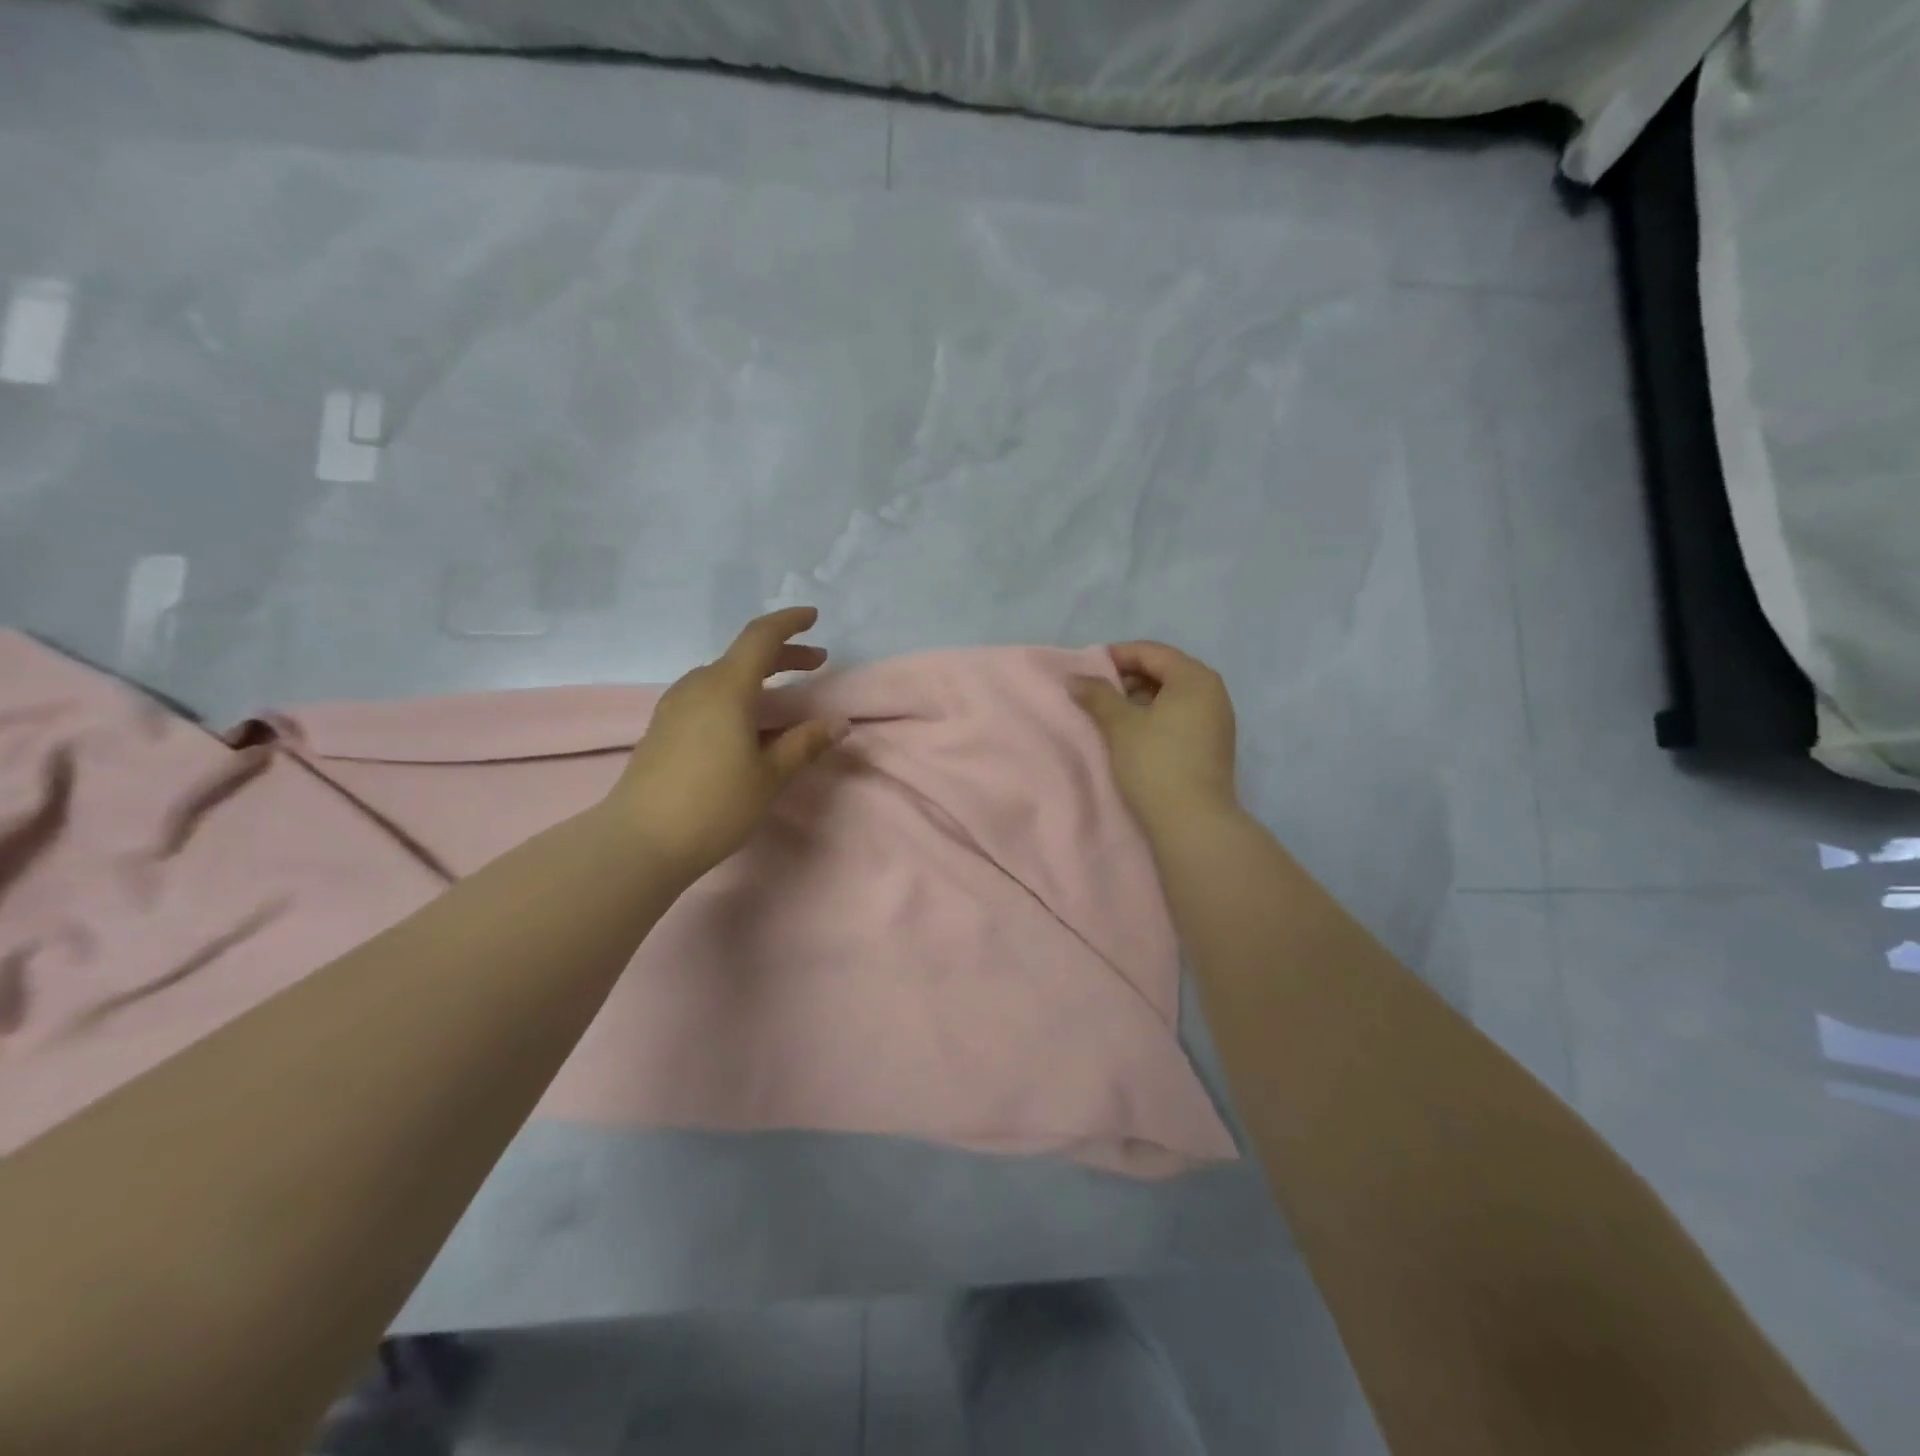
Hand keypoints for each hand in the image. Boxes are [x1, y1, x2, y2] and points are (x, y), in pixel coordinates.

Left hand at [604, 607, 844, 880]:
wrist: (640, 840)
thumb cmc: (715, 804)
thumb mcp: (770, 775)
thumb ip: (805, 744)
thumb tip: (839, 723)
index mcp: (726, 688)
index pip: (761, 637)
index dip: (789, 623)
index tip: (814, 617)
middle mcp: (697, 686)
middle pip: (744, 656)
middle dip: (783, 654)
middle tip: (817, 663)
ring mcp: (675, 706)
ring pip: (723, 676)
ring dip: (758, 676)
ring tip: (785, 696)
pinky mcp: (663, 727)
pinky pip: (707, 696)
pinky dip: (736, 694)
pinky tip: (746, 722)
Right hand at [1071, 642, 1239, 836]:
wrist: (1194, 822)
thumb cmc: (1155, 763)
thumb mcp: (1120, 725)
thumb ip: (1097, 695)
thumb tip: (1075, 678)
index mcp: (1195, 678)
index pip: (1152, 652)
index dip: (1117, 655)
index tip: (1087, 668)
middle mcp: (1213, 692)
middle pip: (1165, 671)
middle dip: (1129, 677)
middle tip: (1097, 692)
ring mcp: (1217, 720)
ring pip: (1173, 695)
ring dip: (1141, 698)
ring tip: (1111, 714)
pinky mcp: (1213, 744)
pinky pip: (1181, 716)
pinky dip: (1156, 716)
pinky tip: (1134, 734)